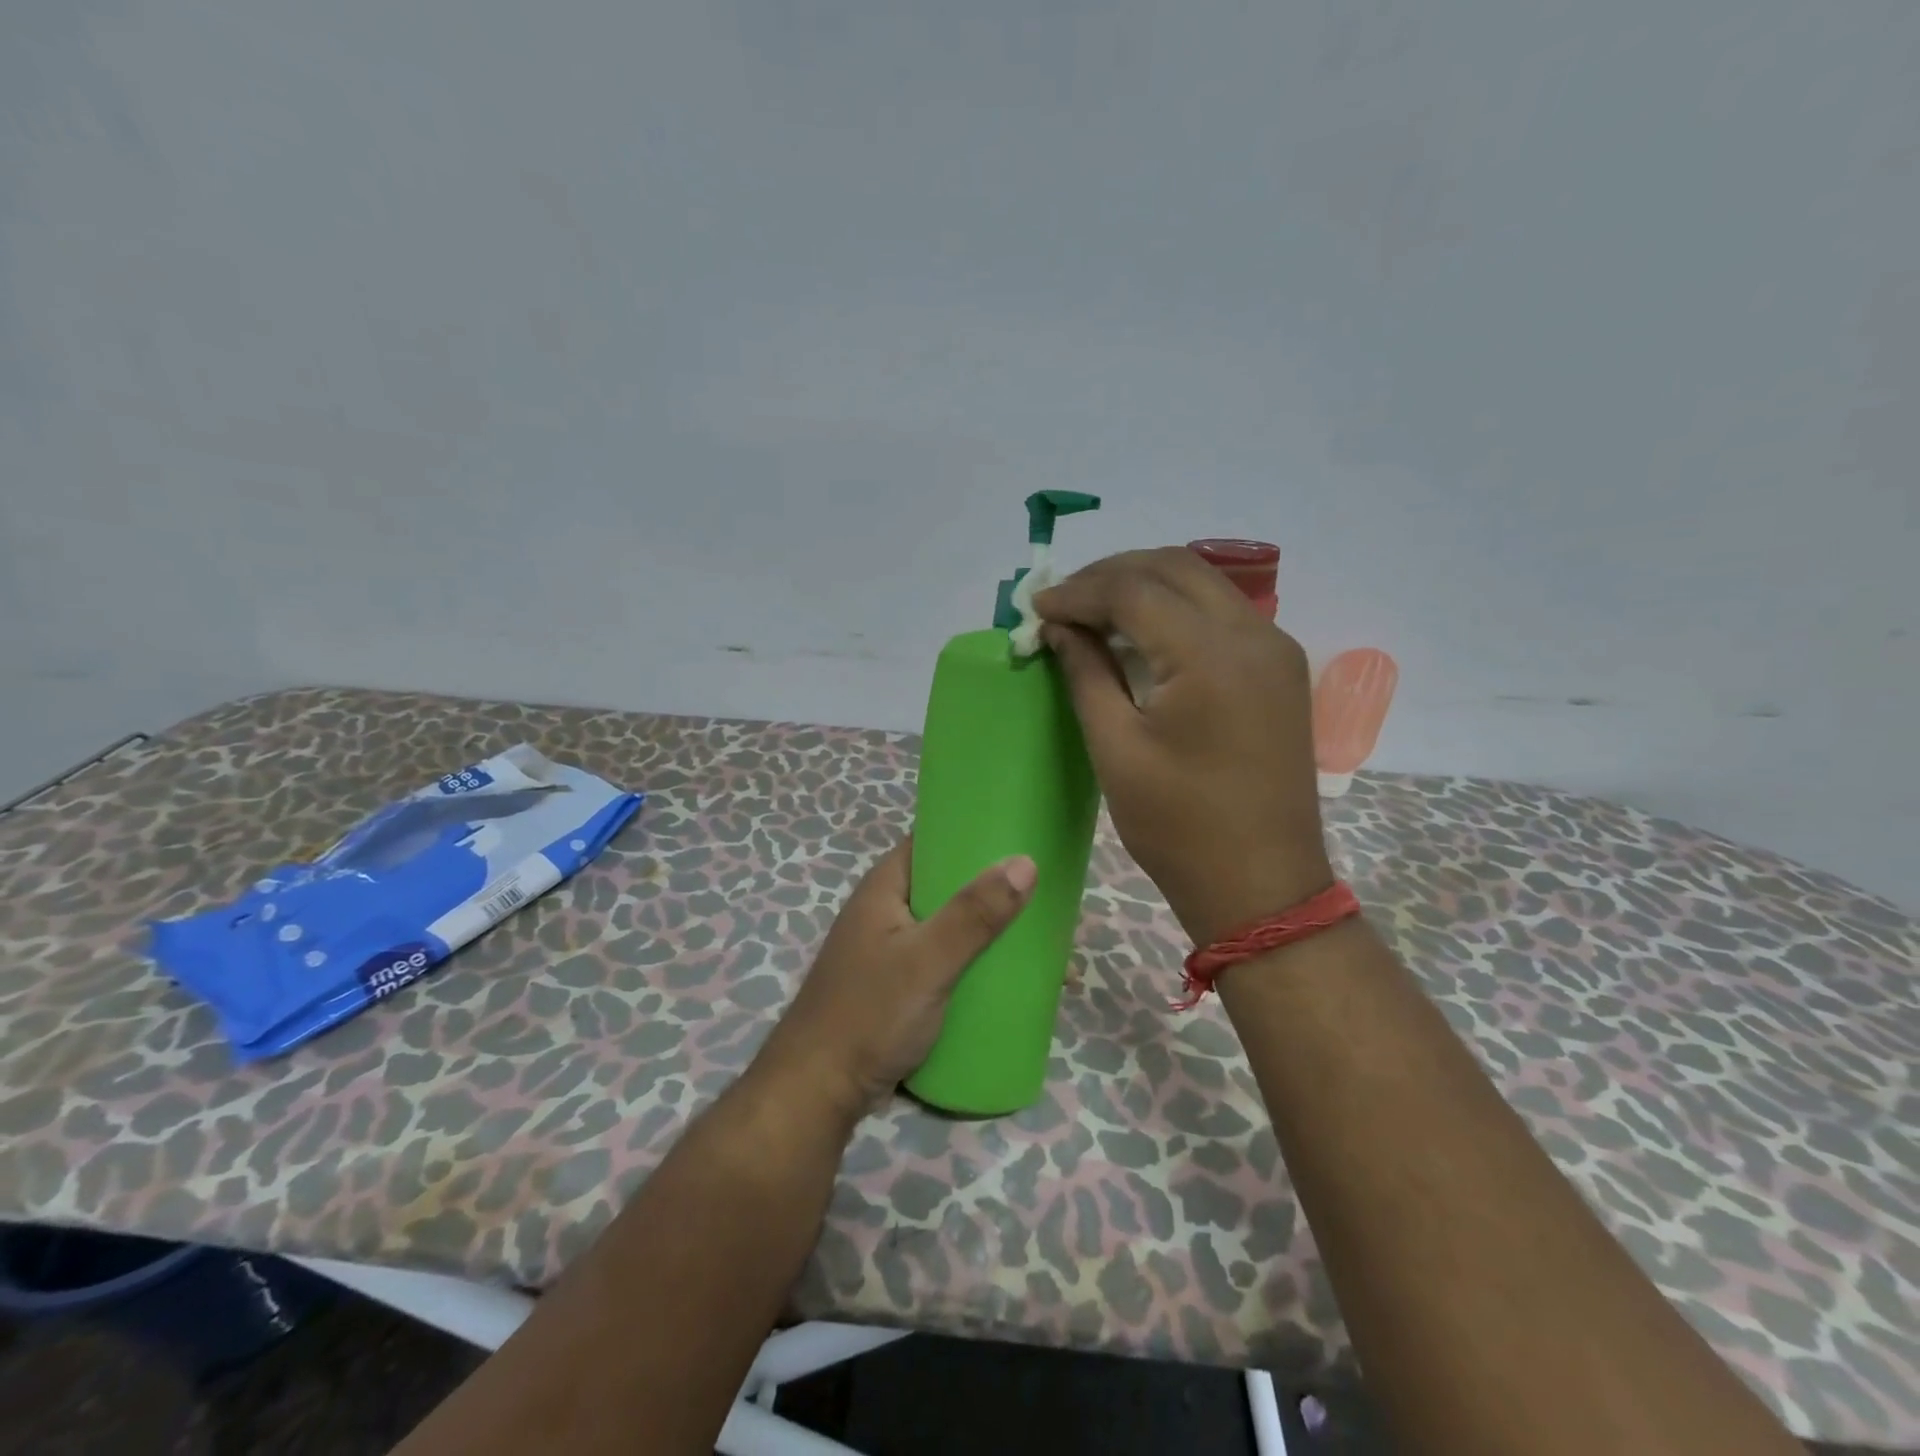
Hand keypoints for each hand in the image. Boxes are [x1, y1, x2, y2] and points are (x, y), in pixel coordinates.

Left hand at [755, 841, 1035, 1121]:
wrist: (819, 1092)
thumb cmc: (869, 1014)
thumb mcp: (927, 961)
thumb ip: (974, 915)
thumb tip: (1025, 862)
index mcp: (884, 888)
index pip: (931, 841)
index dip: (972, 833)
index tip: (1020, 835)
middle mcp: (886, 911)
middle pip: (946, 885)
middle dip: (991, 889)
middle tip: (1043, 891)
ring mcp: (892, 950)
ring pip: (949, 926)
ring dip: (987, 930)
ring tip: (1039, 935)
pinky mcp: (900, 986)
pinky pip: (946, 960)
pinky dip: (974, 962)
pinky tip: (1009, 976)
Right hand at [1034, 547, 1331, 945]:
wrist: (1261, 884)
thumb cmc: (1179, 826)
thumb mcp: (1117, 748)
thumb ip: (1087, 674)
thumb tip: (1058, 627)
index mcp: (1211, 656)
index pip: (1134, 590)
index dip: (1078, 592)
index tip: (1036, 607)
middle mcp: (1254, 635)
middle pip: (1174, 568)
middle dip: (1111, 573)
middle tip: (1062, 601)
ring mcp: (1274, 649)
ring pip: (1202, 583)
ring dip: (1144, 585)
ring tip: (1093, 609)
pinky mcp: (1279, 669)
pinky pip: (1221, 613)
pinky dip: (1175, 608)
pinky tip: (1141, 632)